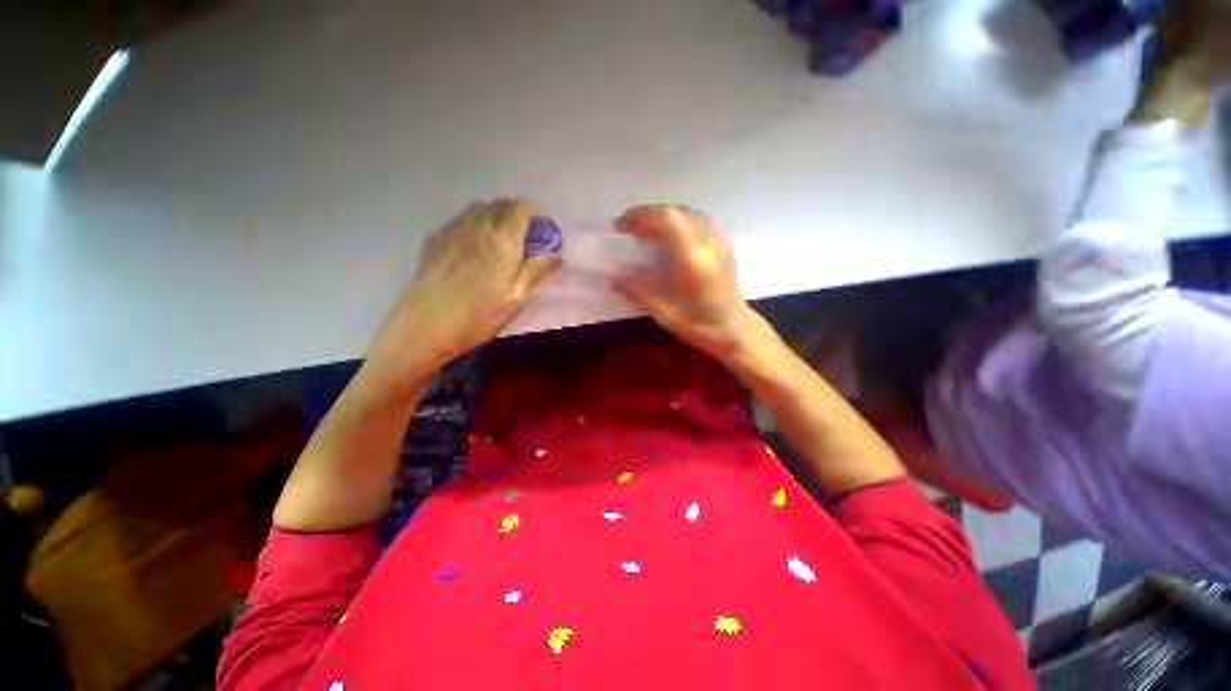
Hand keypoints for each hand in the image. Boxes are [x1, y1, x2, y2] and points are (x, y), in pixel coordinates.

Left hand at [365, 199, 560, 391]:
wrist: (423, 327)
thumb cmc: (477, 317)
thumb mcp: (515, 299)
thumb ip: (536, 272)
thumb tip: (557, 254)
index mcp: (501, 240)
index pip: (521, 208)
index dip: (534, 213)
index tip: (541, 231)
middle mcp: (476, 226)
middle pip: (500, 204)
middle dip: (516, 214)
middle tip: (524, 238)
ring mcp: (452, 230)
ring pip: (479, 209)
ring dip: (496, 216)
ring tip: (501, 240)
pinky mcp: (436, 239)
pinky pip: (461, 220)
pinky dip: (475, 223)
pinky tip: (475, 245)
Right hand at [612, 204, 752, 356]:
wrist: (737, 331)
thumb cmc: (702, 327)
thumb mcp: (665, 315)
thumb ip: (638, 292)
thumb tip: (613, 276)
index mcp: (694, 260)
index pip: (667, 219)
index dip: (641, 216)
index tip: (621, 227)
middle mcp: (709, 243)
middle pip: (675, 211)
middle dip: (647, 215)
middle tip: (628, 230)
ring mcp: (719, 242)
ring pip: (687, 213)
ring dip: (662, 217)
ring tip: (644, 232)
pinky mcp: (723, 245)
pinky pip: (697, 221)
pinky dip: (677, 222)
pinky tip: (668, 238)